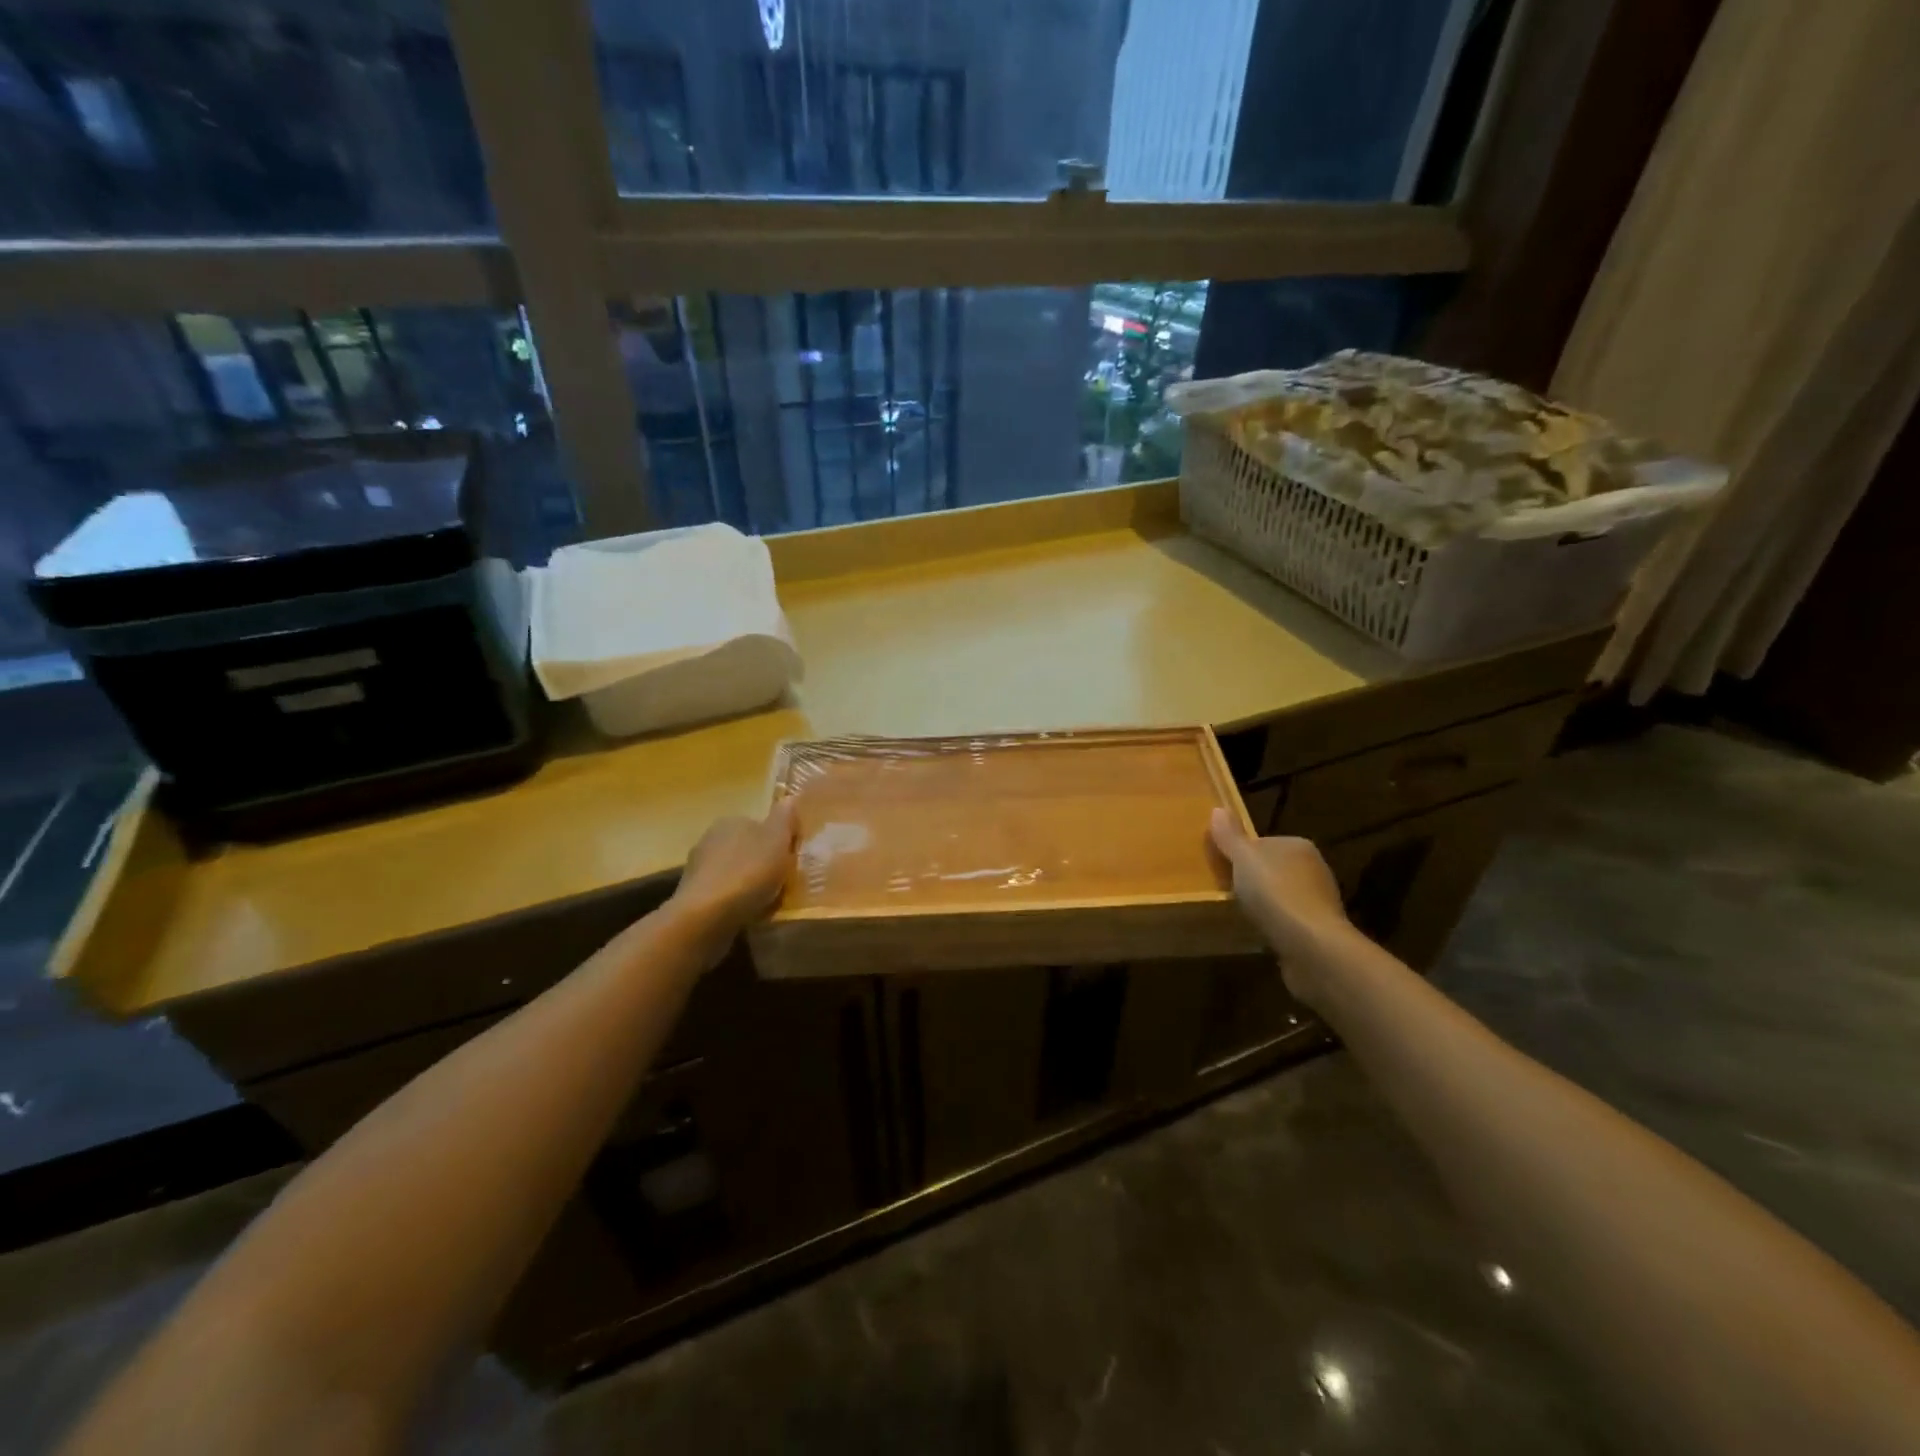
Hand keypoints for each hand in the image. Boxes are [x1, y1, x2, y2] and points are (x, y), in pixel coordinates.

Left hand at [671, 799, 796, 933]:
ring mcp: (697, 868)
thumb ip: (785, 817)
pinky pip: (722, 894)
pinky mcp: (692, 895)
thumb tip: (790, 797)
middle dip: (761, 863)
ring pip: (733, 872)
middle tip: (781, 883)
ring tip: (766, 902)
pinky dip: (734, 901)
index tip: (790, 860)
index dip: (777, 842)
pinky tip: (746, 914)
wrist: (707, 916)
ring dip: (747, 884)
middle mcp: (710, 838)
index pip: (759, 825)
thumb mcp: (777, 839)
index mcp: (731, 821)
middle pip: (745, 848)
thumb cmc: (749, 872)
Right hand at [1209, 808, 1352, 1006]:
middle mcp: (1315, 868)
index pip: (1263, 843)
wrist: (1311, 945)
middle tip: (1229, 893)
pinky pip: (1290, 920)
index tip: (1224, 869)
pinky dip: (1277, 925)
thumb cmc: (1275, 893)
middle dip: (1255, 880)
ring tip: (1243, 915)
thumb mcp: (1243, 859)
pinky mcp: (1320, 929)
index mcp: (1298, 845)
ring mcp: (1320, 900)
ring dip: (1267, 904)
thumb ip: (1230, 836)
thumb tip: (1218, 809)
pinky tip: (1263, 934)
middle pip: (1273, 868)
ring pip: (1283, 895)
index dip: (1241, 855)